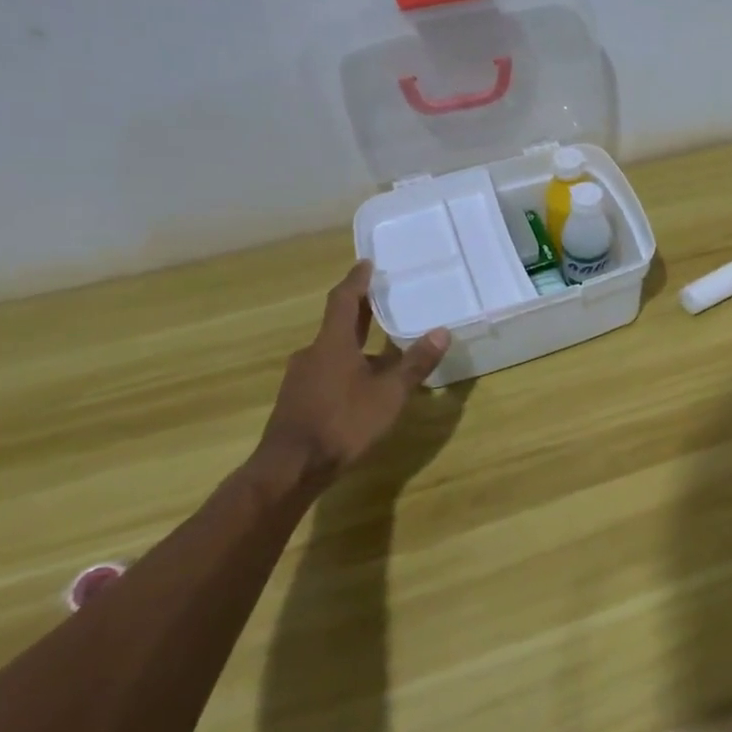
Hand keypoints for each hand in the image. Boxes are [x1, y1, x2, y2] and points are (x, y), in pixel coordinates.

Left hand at [262, 261, 450, 477]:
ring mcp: (301, 377)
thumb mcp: (388, 394)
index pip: (344, 300)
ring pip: (332, 350)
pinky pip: (326, 371)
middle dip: (359, 309)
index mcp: (333, 343)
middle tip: (380, 296)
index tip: (366, 263)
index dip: (356, 280)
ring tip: (381, 345)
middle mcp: (313, 353)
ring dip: (355, 342)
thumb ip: (415, 364)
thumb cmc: (343, 422)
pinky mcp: (298, 400)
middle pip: (337, 322)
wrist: (290, 468)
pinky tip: (362, 383)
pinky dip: (346, 366)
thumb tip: (441, 332)